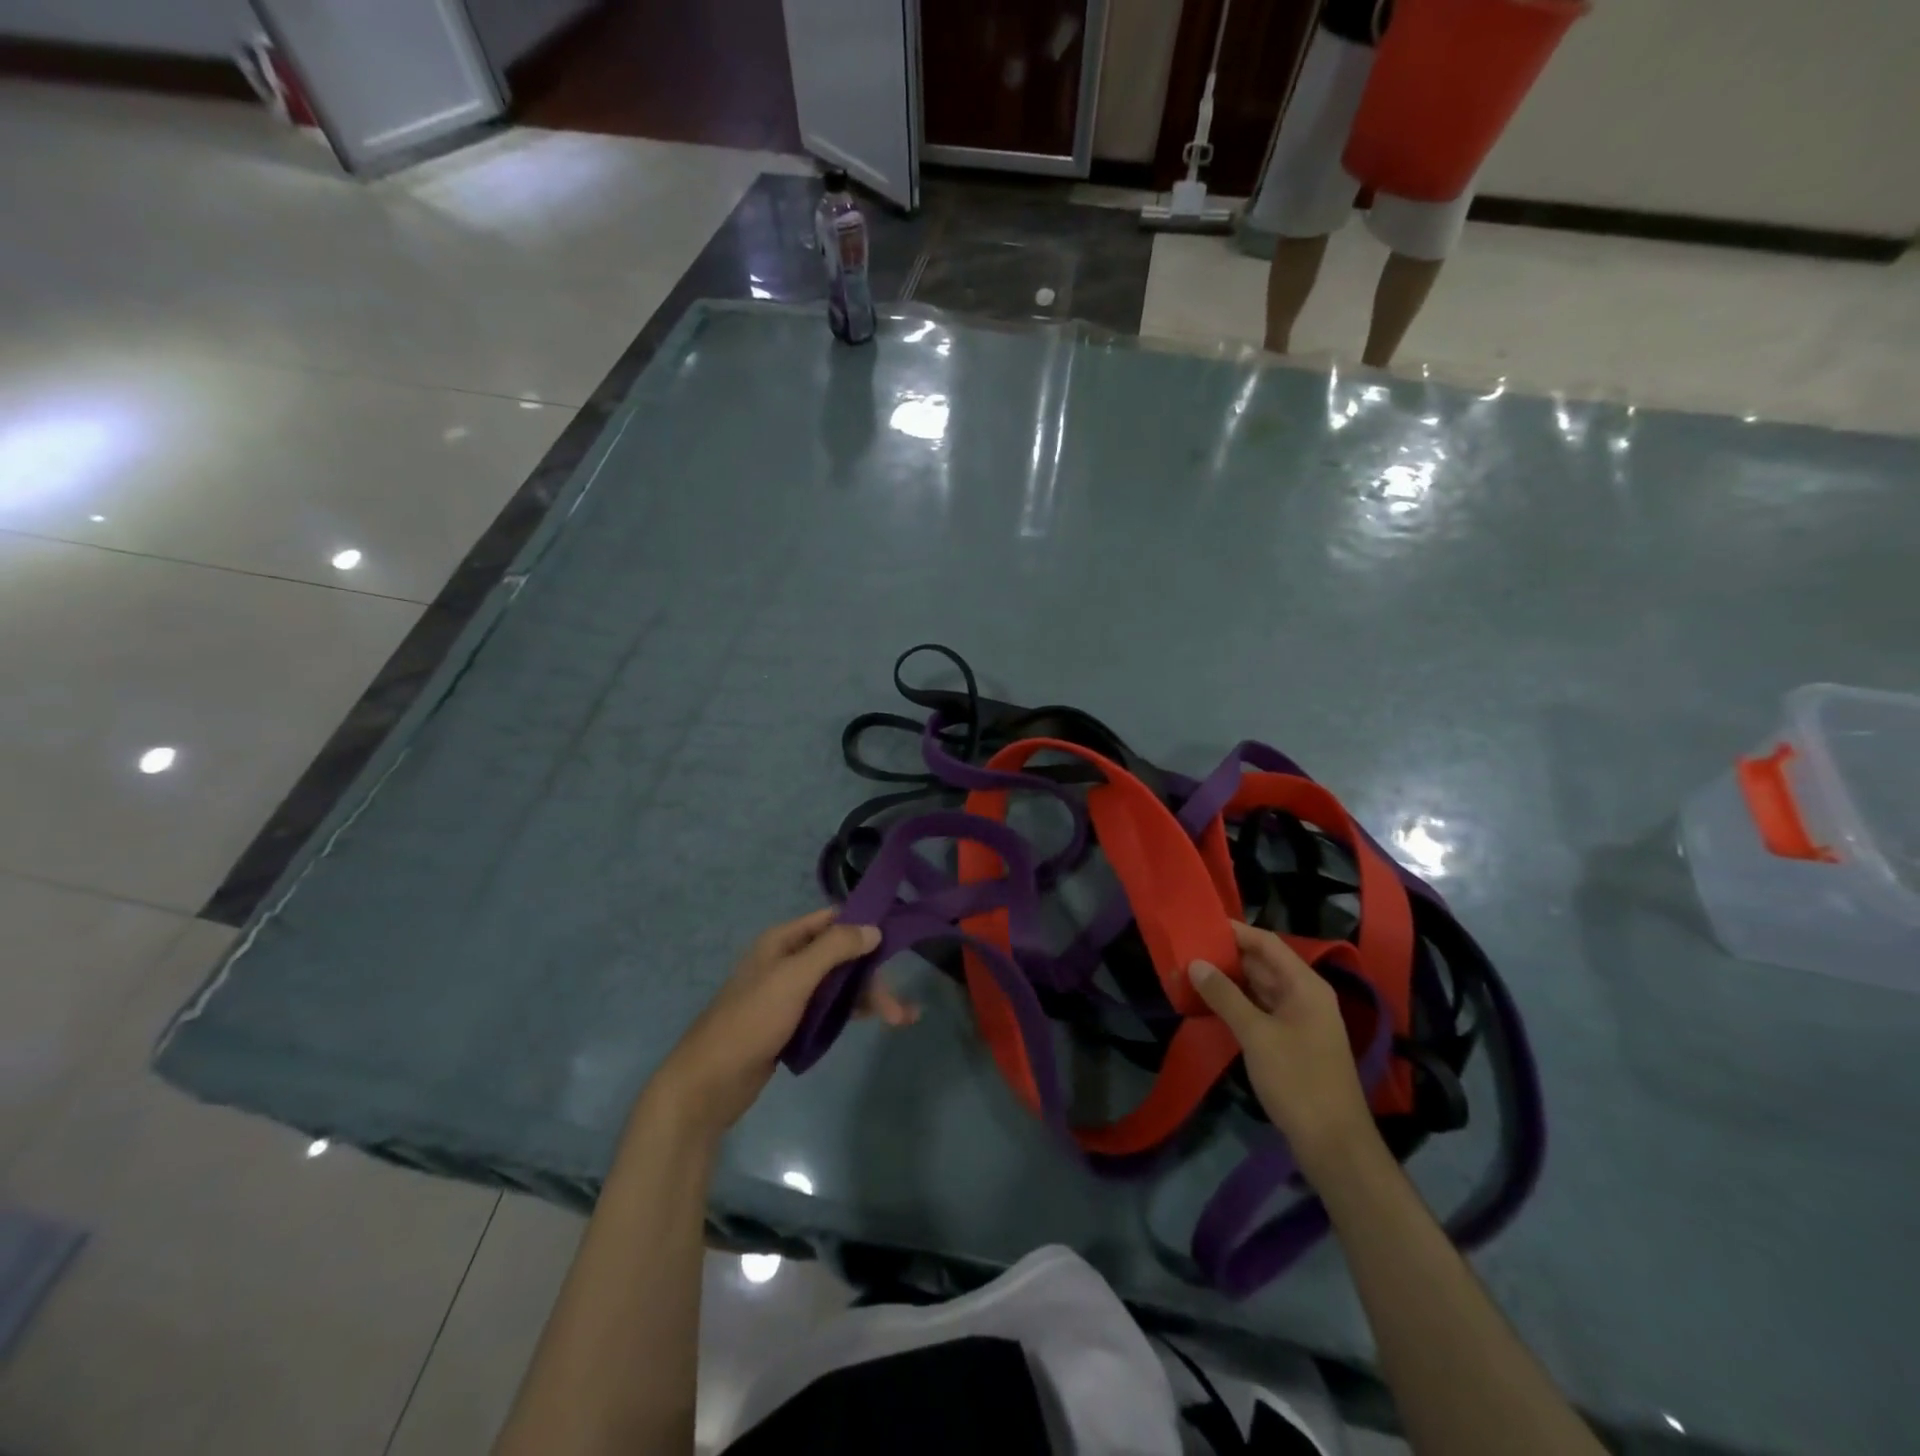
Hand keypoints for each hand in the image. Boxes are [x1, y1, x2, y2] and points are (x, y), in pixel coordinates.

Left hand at [648, 908, 916, 1136]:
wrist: (709, 1083)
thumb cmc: (751, 1020)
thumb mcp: (794, 978)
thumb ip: (834, 948)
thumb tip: (873, 928)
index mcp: (783, 941)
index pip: (832, 919)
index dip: (863, 924)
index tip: (898, 936)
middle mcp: (788, 961)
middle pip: (840, 956)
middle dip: (871, 975)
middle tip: (897, 1007)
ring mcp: (790, 993)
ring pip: (838, 984)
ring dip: (868, 996)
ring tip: (900, 1018)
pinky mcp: (792, 1023)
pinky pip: (829, 1008)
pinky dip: (852, 1012)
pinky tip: (875, 1021)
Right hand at [1189, 922, 1378, 1176]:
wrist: (1334, 1144)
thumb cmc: (1298, 1081)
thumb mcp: (1256, 1035)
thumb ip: (1225, 996)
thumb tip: (1196, 962)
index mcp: (1305, 985)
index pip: (1267, 943)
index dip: (1235, 931)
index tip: (1200, 923)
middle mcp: (1306, 996)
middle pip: (1263, 964)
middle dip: (1227, 956)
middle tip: (1187, 948)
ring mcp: (1300, 1021)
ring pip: (1260, 988)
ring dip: (1230, 981)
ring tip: (1192, 972)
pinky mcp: (1292, 1043)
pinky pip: (1261, 1011)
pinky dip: (1238, 1004)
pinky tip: (1211, 1005)